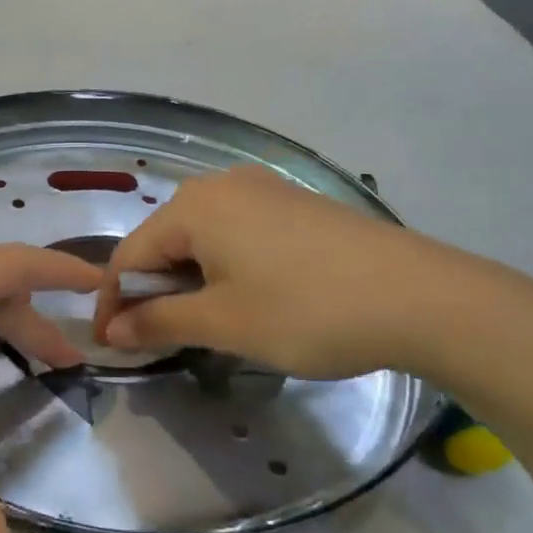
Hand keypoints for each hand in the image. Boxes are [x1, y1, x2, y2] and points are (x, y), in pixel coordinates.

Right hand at [94, 165, 476, 379]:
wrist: (422, 297)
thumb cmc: (306, 310)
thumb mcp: (224, 322)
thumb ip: (158, 322)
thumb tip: (111, 331)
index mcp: (194, 206)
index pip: (129, 255)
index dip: (113, 304)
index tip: (109, 347)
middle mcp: (221, 185)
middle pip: (163, 242)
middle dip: (152, 292)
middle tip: (154, 341)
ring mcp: (262, 190)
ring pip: (201, 238)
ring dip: (187, 282)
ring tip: (198, 326)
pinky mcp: (294, 204)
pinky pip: (236, 234)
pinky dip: (223, 268)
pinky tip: (243, 298)